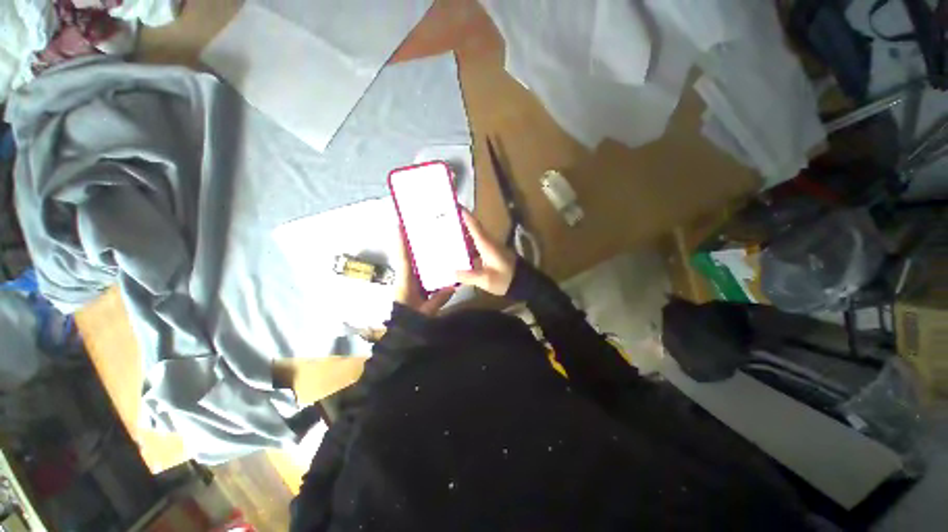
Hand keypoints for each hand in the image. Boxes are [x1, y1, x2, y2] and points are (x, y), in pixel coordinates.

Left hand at [394, 227, 454, 315]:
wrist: (402, 333)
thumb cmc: (410, 321)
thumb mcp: (425, 312)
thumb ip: (438, 299)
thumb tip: (453, 286)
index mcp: (405, 282)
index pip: (403, 259)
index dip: (401, 243)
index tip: (399, 225)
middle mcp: (404, 278)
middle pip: (407, 257)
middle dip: (410, 243)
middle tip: (419, 228)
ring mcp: (408, 282)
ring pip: (412, 264)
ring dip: (417, 252)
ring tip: (428, 239)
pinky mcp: (413, 287)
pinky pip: (418, 272)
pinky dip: (424, 264)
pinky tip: (435, 261)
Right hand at [456, 209, 517, 295]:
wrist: (523, 282)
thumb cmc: (505, 278)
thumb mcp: (486, 280)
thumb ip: (468, 276)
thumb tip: (451, 273)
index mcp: (487, 245)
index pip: (474, 226)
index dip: (465, 216)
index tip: (455, 205)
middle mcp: (489, 242)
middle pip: (474, 229)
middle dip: (461, 222)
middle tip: (446, 219)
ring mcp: (492, 247)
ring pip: (476, 236)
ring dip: (464, 233)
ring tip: (449, 233)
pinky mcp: (493, 254)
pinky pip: (478, 245)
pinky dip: (469, 244)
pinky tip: (460, 250)